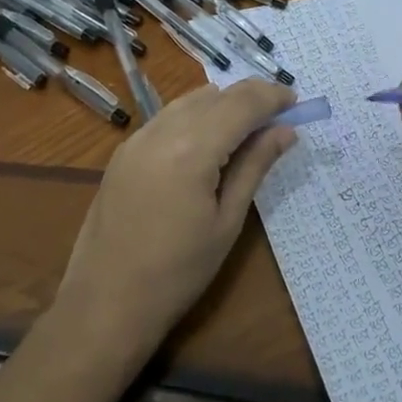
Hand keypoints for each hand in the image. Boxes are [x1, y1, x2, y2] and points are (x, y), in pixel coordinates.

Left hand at [55, 81, 298, 364]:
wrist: (104, 305)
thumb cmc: (177, 273)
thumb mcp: (227, 222)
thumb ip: (255, 166)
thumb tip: (286, 131)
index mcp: (192, 149)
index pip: (242, 104)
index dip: (272, 97)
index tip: (296, 101)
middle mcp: (163, 130)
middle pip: (217, 95)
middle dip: (251, 96)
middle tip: (280, 112)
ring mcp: (138, 137)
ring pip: (191, 99)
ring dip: (223, 102)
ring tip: (248, 124)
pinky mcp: (124, 150)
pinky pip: (168, 115)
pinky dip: (196, 114)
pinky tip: (209, 137)